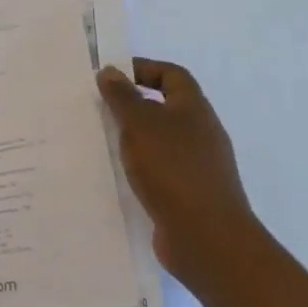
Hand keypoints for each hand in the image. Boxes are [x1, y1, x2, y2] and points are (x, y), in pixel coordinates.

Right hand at [97, 59, 260, 287]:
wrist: (207, 237)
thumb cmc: (173, 170)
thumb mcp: (140, 125)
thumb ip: (123, 97)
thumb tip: (110, 71)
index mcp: (194, 109)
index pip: (172, 75)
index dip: (143, 69)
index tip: (111, 76)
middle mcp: (201, 133)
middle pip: (167, 106)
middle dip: (135, 104)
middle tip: (100, 108)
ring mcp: (198, 165)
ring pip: (162, 139)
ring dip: (135, 137)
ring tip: (103, 140)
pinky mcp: (190, 193)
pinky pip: (161, 168)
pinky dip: (141, 166)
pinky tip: (120, 174)